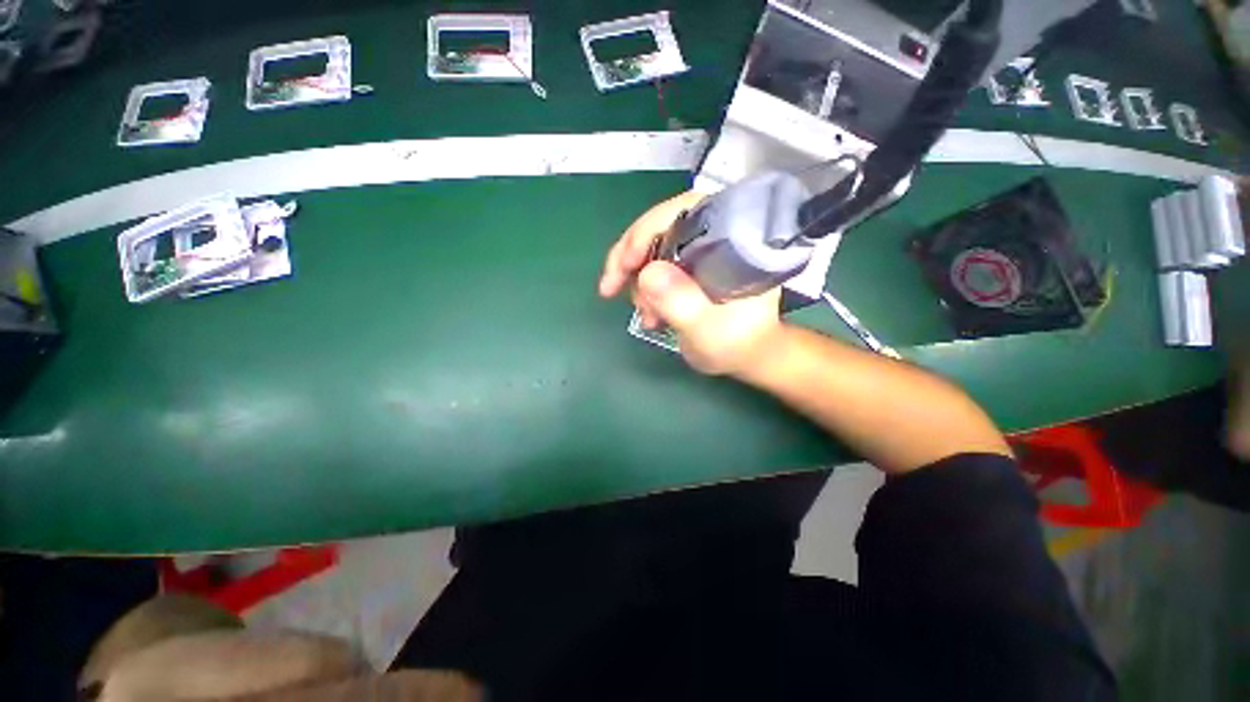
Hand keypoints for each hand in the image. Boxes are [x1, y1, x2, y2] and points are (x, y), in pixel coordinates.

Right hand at [598, 191, 783, 376]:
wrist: (748, 354)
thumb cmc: (737, 344)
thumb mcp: (708, 330)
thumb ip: (681, 303)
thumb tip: (647, 273)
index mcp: (732, 239)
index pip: (683, 212)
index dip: (648, 230)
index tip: (626, 264)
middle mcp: (714, 236)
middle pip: (661, 226)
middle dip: (630, 258)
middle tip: (610, 288)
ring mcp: (699, 251)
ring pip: (652, 248)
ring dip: (637, 280)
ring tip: (645, 315)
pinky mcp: (689, 266)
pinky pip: (654, 265)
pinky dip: (643, 288)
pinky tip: (648, 313)